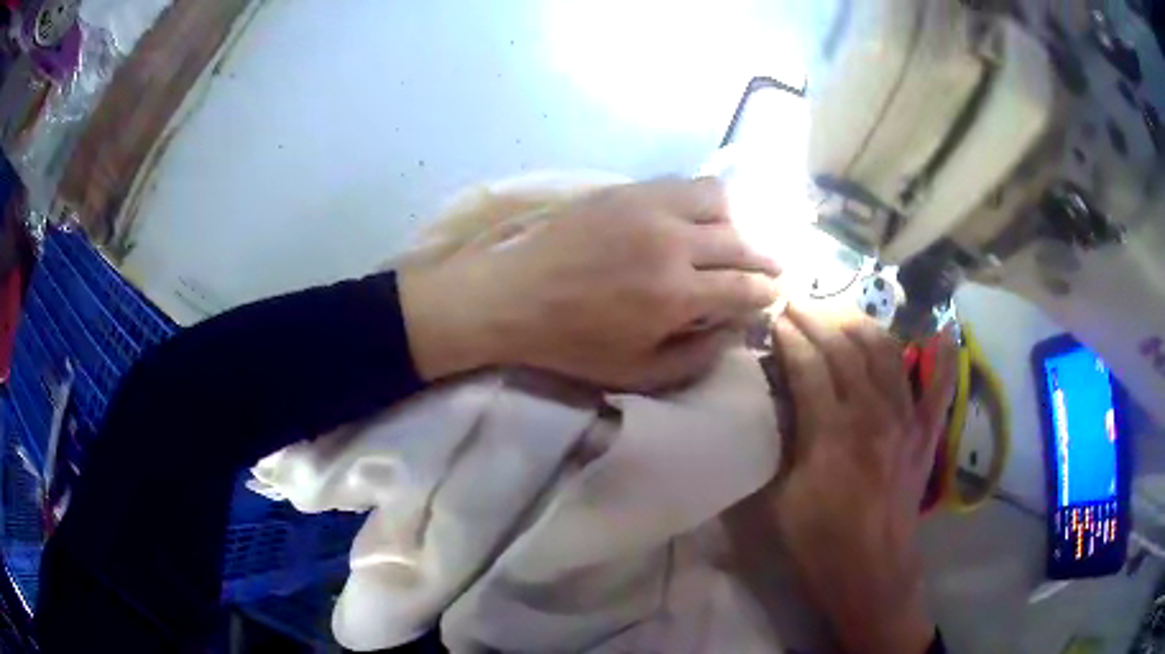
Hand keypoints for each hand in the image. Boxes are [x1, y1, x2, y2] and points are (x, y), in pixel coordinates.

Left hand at [398, 178, 780, 388]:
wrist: (511, 296)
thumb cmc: (572, 343)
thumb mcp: (636, 373)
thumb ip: (695, 358)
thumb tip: (733, 331)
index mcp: (676, 293)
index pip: (746, 287)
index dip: (767, 293)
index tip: (774, 296)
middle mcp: (673, 242)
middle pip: (742, 242)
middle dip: (766, 259)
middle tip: (772, 269)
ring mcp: (650, 207)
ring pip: (720, 200)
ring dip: (738, 222)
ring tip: (735, 238)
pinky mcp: (628, 190)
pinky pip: (684, 183)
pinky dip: (704, 200)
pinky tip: (699, 217)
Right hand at [767, 306, 954, 653]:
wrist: (871, 570)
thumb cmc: (819, 541)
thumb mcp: (780, 497)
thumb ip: (780, 443)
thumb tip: (776, 401)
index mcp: (832, 432)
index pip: (808, 364)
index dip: (789, 335)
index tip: (774, 314)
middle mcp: (873, 413)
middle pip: (845, 348)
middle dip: (818, 317)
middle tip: (798, 301)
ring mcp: (906, 419)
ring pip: (885, 353)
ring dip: (861, 324)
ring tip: (840, 311)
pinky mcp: (925, 433)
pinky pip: (938, 386)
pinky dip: (941, 357)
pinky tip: (942, 331)